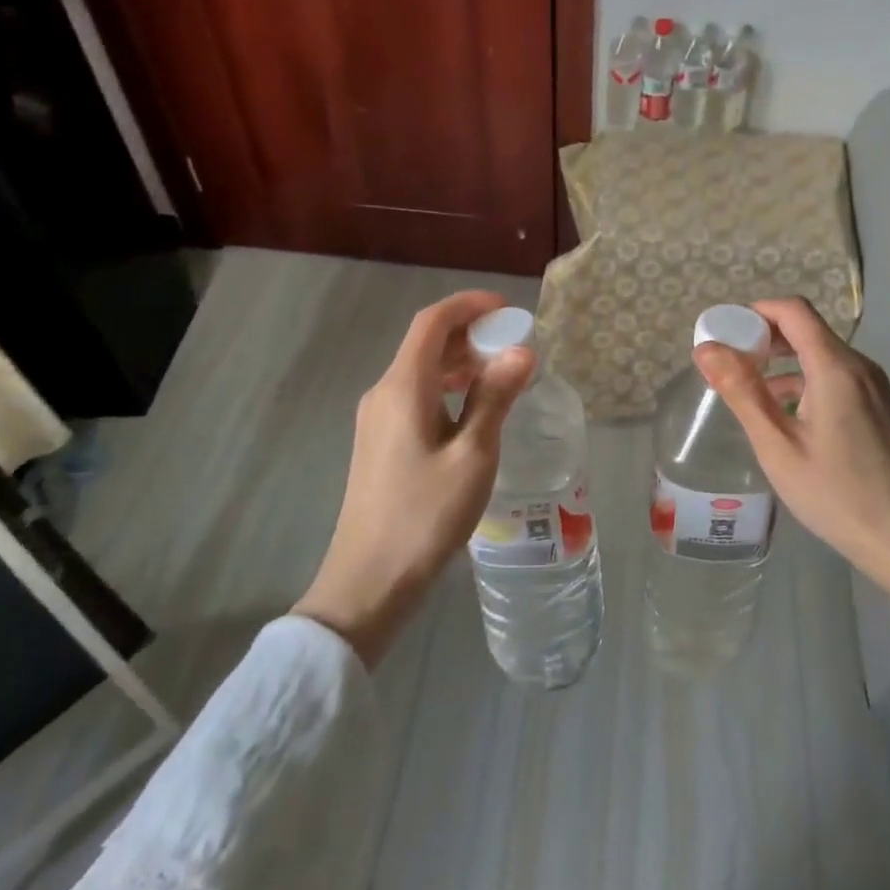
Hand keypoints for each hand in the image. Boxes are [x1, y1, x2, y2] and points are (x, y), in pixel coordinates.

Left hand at [295, 290, 532, 667]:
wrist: (368, 583)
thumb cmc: (424, 516)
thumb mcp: (472, 455)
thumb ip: (495, 398)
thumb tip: (521, 351)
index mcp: (403, 388)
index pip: (432, 322)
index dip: (469, 306)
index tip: (508, 310)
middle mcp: (383, 393)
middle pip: (426, 344)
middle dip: (470, 334)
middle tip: (514, 346)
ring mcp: (376, 420)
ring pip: (421, 371)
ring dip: (460, 363)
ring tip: (501, 376)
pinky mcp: (379, 443)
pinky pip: (416, 396)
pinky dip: (447, 389)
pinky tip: (473, 412)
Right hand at [693, 298, 889, 592]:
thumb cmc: (837, 494)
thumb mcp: (778, 445)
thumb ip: (742, 391)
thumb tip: (705, 348)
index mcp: (836, 367)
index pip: (793, 310)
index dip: (755, 312)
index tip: (723, 334)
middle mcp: (859, 366)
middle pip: (806, 328)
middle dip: (764, 337)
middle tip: (728, 363)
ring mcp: (873, 387)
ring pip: (820, 354)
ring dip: (782, 361)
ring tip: (747, 390)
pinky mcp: (877, 407)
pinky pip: (834, 376)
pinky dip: (803, 381)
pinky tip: (783, 414)